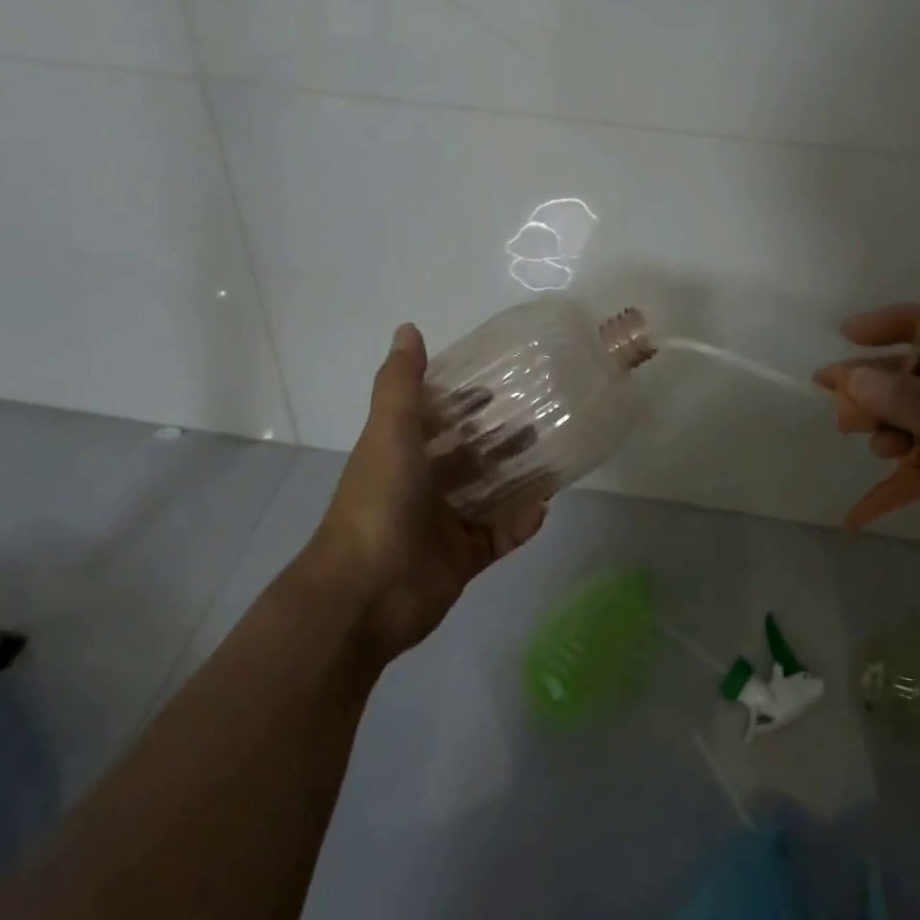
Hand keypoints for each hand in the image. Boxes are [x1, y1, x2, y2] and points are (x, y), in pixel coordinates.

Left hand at [308, 324, 547, 662]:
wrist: (365, 592)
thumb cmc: (379, 499)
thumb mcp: (389, 430)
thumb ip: (401, 382)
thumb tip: (408, 328)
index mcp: (402, 454)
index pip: (438, 420)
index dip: (466, 402)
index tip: (500, 385)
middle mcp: (422, 486)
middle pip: (469, 457)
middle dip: (501, 440)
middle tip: (541, 420)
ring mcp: (443, 525)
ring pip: (489, 495)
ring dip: (518, 478)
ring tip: (554, 458)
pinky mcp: (463, 560)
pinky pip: (499, 537)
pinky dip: (520, 523)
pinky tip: (544, 508)